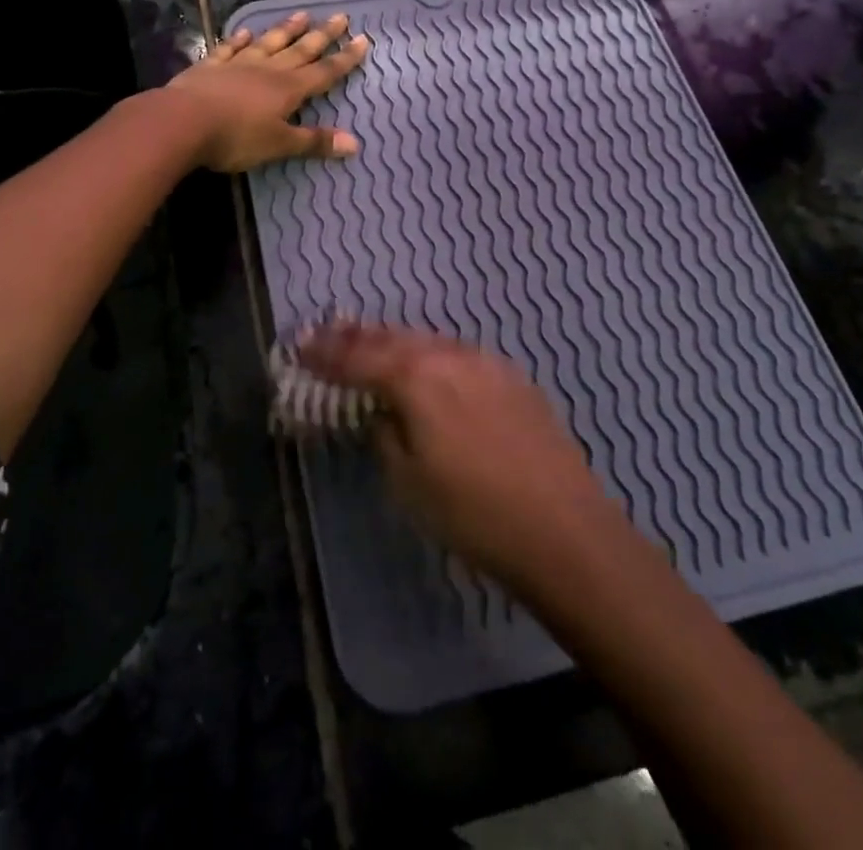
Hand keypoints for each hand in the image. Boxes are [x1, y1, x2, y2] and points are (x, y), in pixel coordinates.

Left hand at [164, 11, 369, 171]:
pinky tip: (245, 32)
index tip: (363, 40)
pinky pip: (229, 49)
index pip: (324, 72)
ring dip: (286, 29)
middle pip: (300, 50)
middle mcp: (267, 70)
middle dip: (322, 35)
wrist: (183, 121)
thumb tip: (354, 143)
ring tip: (301, 14)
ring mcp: (237, 64)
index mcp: (288, 89)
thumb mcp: (279, 145)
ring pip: (268, 43)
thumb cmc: (236, 137)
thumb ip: (314, 142)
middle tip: (340, 15)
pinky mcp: (210, 67)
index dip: (344, 59)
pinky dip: (239, 40)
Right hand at [300, 323, 627, 590]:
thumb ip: (386, 434)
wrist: (564, 531)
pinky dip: (429, 353)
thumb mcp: (407, 482)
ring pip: (426, 339)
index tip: (298, 346)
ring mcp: (485, 361)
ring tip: (368, 339)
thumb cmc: (473, 514)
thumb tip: (383, 412)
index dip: (324, 354)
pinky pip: (456, 353)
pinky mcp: (512, 377)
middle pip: (391, 338)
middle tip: (324, 332)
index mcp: (414, 377)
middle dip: (354, 336)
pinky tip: (426, 362)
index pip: (356, 358)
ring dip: (393, 340)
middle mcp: (448, 355)